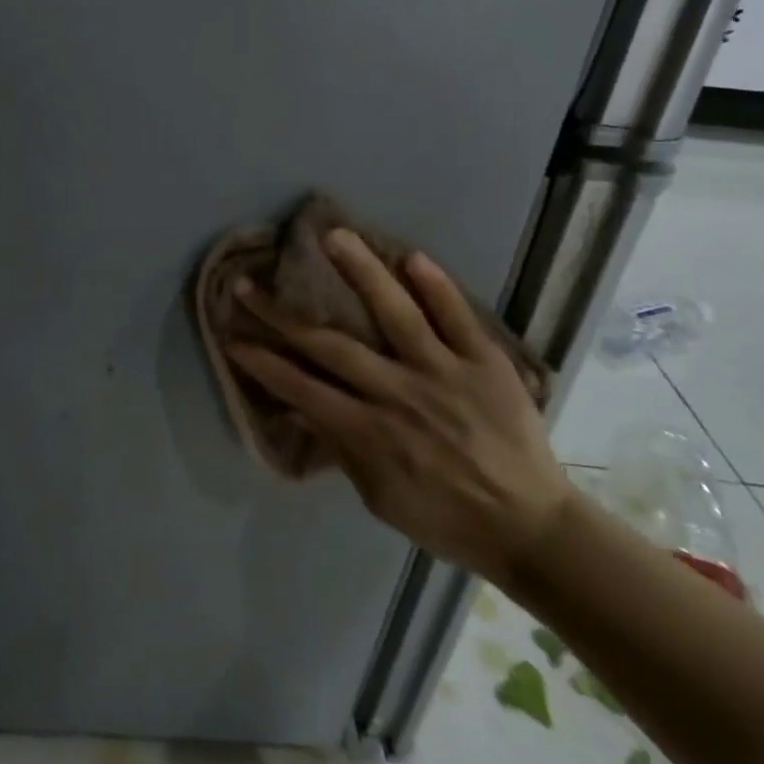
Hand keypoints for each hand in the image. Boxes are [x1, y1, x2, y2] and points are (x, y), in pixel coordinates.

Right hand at [228, 229, 572, 580]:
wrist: (531, 527)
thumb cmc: (445, 518)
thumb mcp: (379, 498)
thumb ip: (343, 449)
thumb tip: (303, 407)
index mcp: (370, 433)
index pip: (302, 388)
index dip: (263, 362)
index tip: (233, 336)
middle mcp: (399, 394)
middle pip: (330, 345)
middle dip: (282, 314)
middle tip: (249, 284)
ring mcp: (444, 373)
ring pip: (396, 314)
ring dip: (360, 273)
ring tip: (333, 237)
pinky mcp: (485, 363)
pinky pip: (458, 318)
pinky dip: (437, 287)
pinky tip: (412, 256)